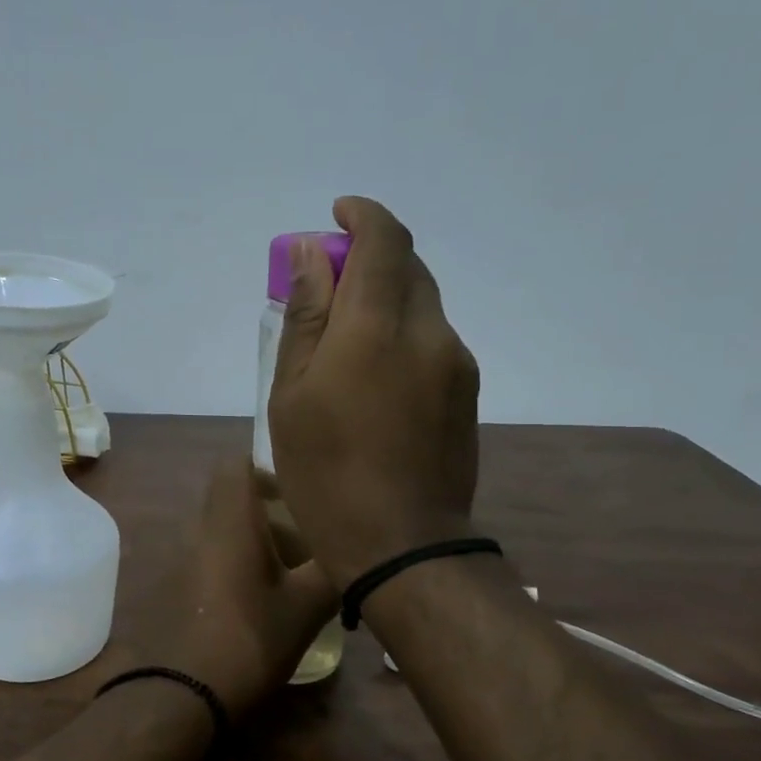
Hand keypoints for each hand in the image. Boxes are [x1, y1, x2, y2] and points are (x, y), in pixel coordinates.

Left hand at [154, 459, 336, 719]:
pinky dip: (231, 568)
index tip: (295, 494)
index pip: (234, 465)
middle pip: (230, 501)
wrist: (180, 694)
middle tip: (304, 542)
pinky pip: (206, 560)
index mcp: (229, 522)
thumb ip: (333, 572)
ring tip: (287, 577)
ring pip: (219, 534)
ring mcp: (179, 560)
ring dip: (250, 544)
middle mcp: (198, 531)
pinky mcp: (170, 589)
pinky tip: (254, 604)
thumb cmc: (249, 640)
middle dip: (267, 514)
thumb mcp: (306, 608)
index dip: (265, 470)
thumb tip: (359, 552)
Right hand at [269, 196, 481, 587]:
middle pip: (407, 266)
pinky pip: (433, 339)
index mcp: (376, 327)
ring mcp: (457, 361)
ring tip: (345, 341)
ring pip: (422, 303)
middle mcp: (428, 330)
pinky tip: (375, 376)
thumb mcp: (292, 395)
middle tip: (326, 286)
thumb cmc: (325, 473)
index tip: (336, 217)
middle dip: (368, 257)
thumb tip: (306, 254)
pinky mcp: (468, 391)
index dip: (361, 216)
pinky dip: (402, 331)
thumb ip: (304, 317)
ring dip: (386, 298)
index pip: (383, 239)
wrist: (401, 544)